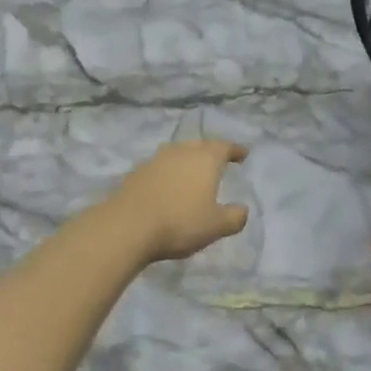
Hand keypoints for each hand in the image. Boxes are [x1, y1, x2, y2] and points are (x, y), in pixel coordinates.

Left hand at [105, 139, 250, 265]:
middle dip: (211, 151)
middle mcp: (181, 151)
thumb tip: (243, 210)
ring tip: (192, 170)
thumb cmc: (180, 222)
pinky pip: (160, 165)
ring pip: (178, 152)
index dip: (235, 150)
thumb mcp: (215, 226)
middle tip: (218, 160)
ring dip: (187, 158)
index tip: (243, 154)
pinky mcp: (137, 171)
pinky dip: (169, 171)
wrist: (128, 226)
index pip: (225, 147)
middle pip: (200, 144)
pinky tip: (168, 184)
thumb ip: (234, 217)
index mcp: (205, 159)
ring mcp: (156, 159)